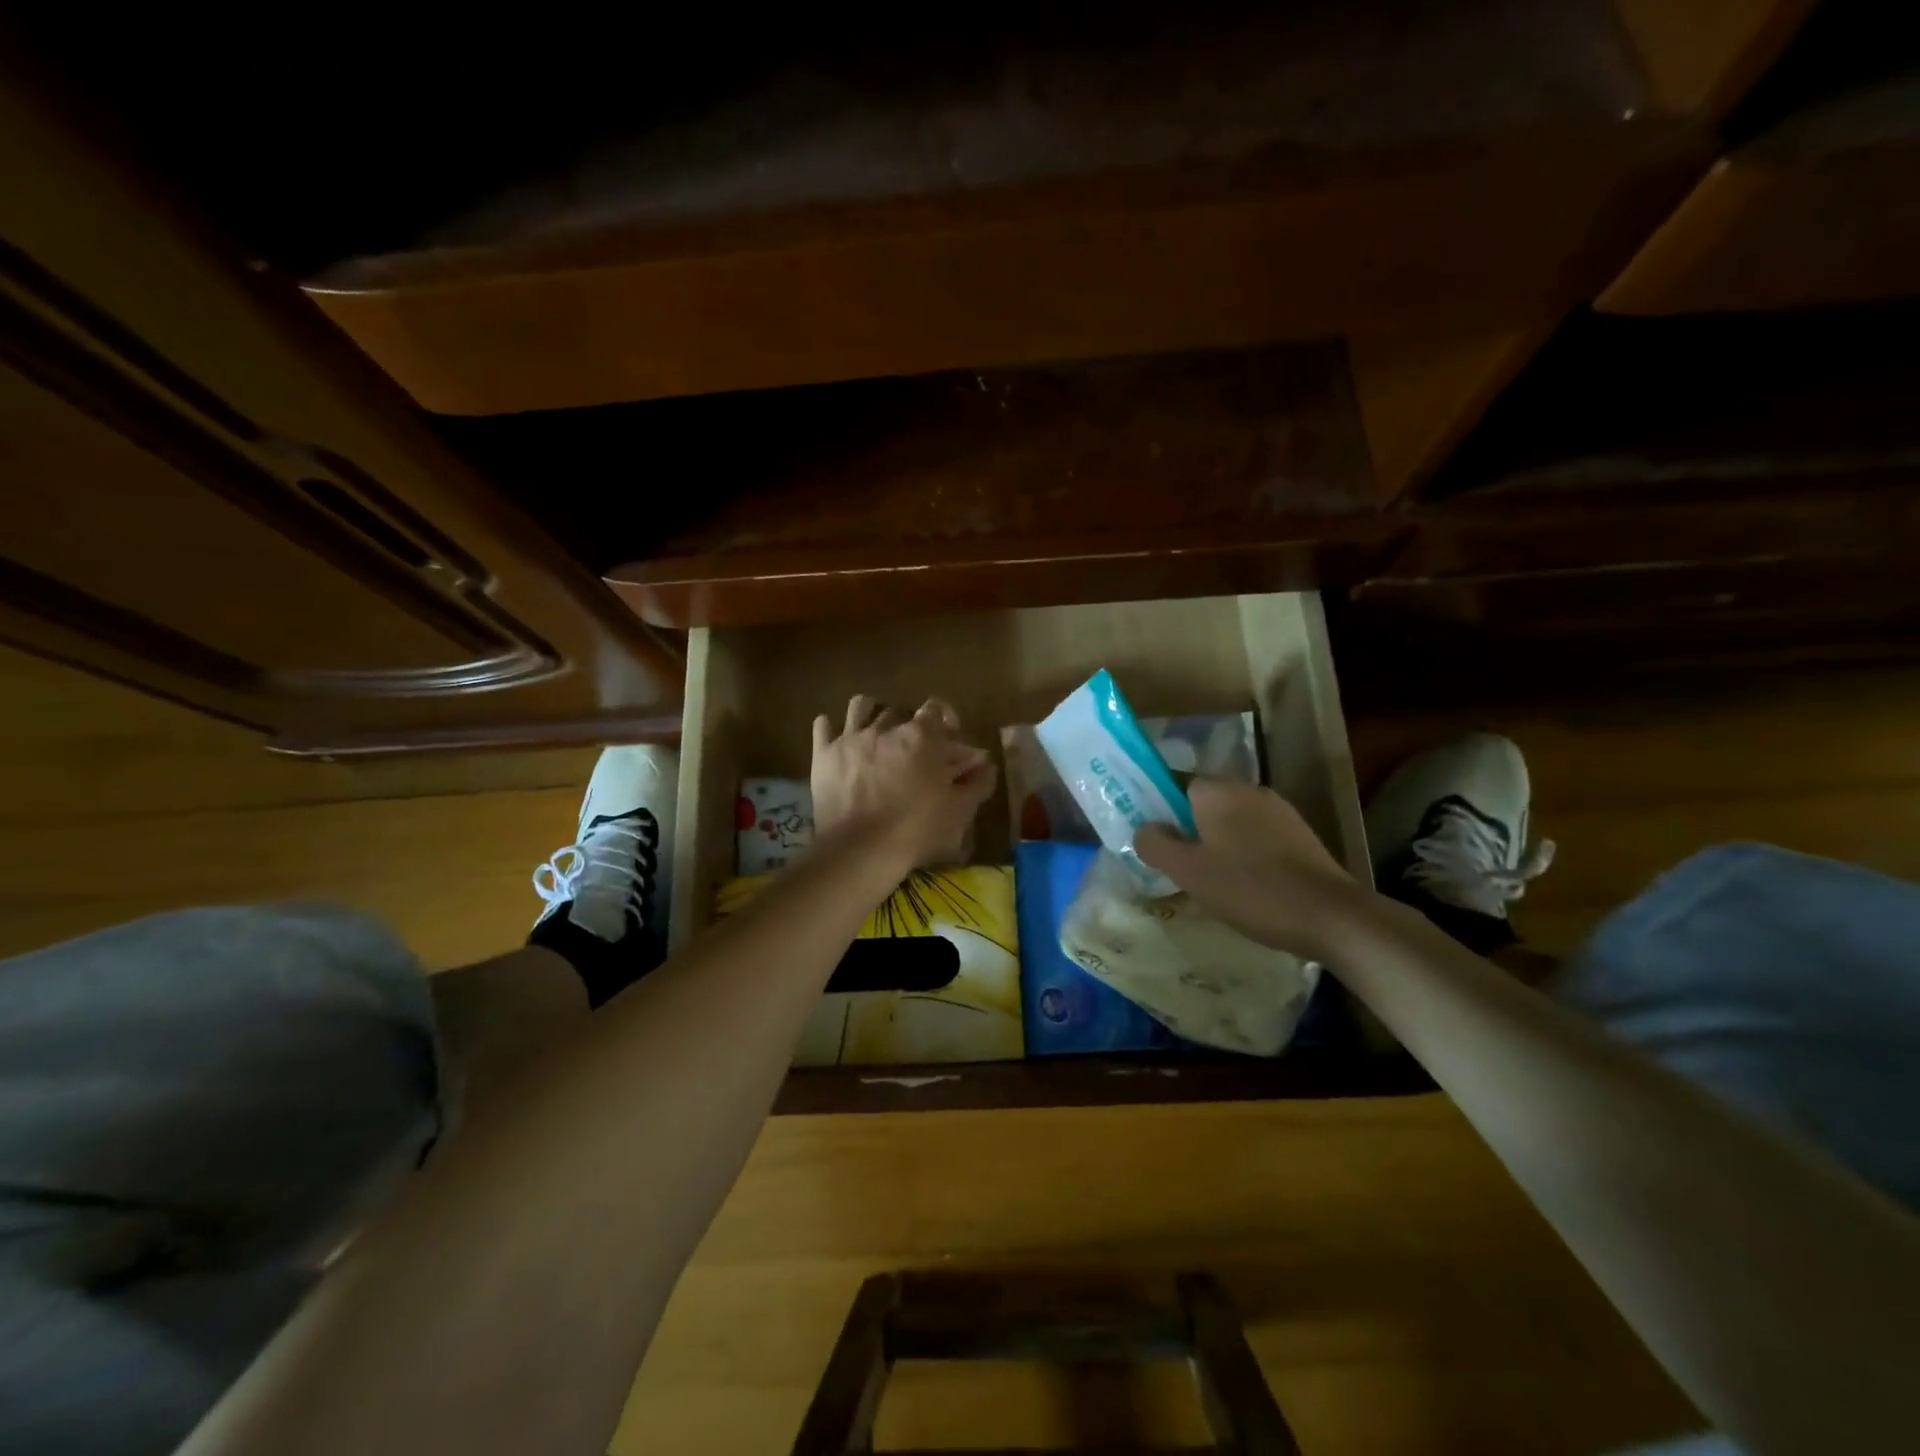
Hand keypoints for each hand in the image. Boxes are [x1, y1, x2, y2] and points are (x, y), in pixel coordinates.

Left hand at [811, 695, 997, 870]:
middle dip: (909, 723)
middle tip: (913, 746)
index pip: (936, 708)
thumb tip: (987, 765)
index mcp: (921, 736)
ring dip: (871, 712)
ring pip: (860, 705)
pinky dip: (831, 728)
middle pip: (900, 710)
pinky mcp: (823, 753)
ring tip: (875, 732)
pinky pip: (823, 725)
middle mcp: (885, 727)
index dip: (945, 719)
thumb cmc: (917, 829)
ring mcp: (851, 737)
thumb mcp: (959, 810)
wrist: (861, 849)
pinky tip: (838, 739)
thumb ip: (978, 783)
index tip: (949, 737)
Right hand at [1137, 778, 1362, 959]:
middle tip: (1177, 865)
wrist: (1331, 915)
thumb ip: (1155, 844)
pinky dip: (1244, 853)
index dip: (1159, 810)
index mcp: (1218, 791)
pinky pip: (1256, 836)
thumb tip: (1144, 829)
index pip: (1175, 783)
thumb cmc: (1250, 889)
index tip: (1153, 840)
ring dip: (1216, 843)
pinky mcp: (1299, 834)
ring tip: (1209, 880)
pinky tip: (1244, 885)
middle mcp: (1248, 790)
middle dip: (1188, 829)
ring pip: (1231, 821)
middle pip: (1203, 803)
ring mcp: (1279, 811)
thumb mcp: (1189, 871)